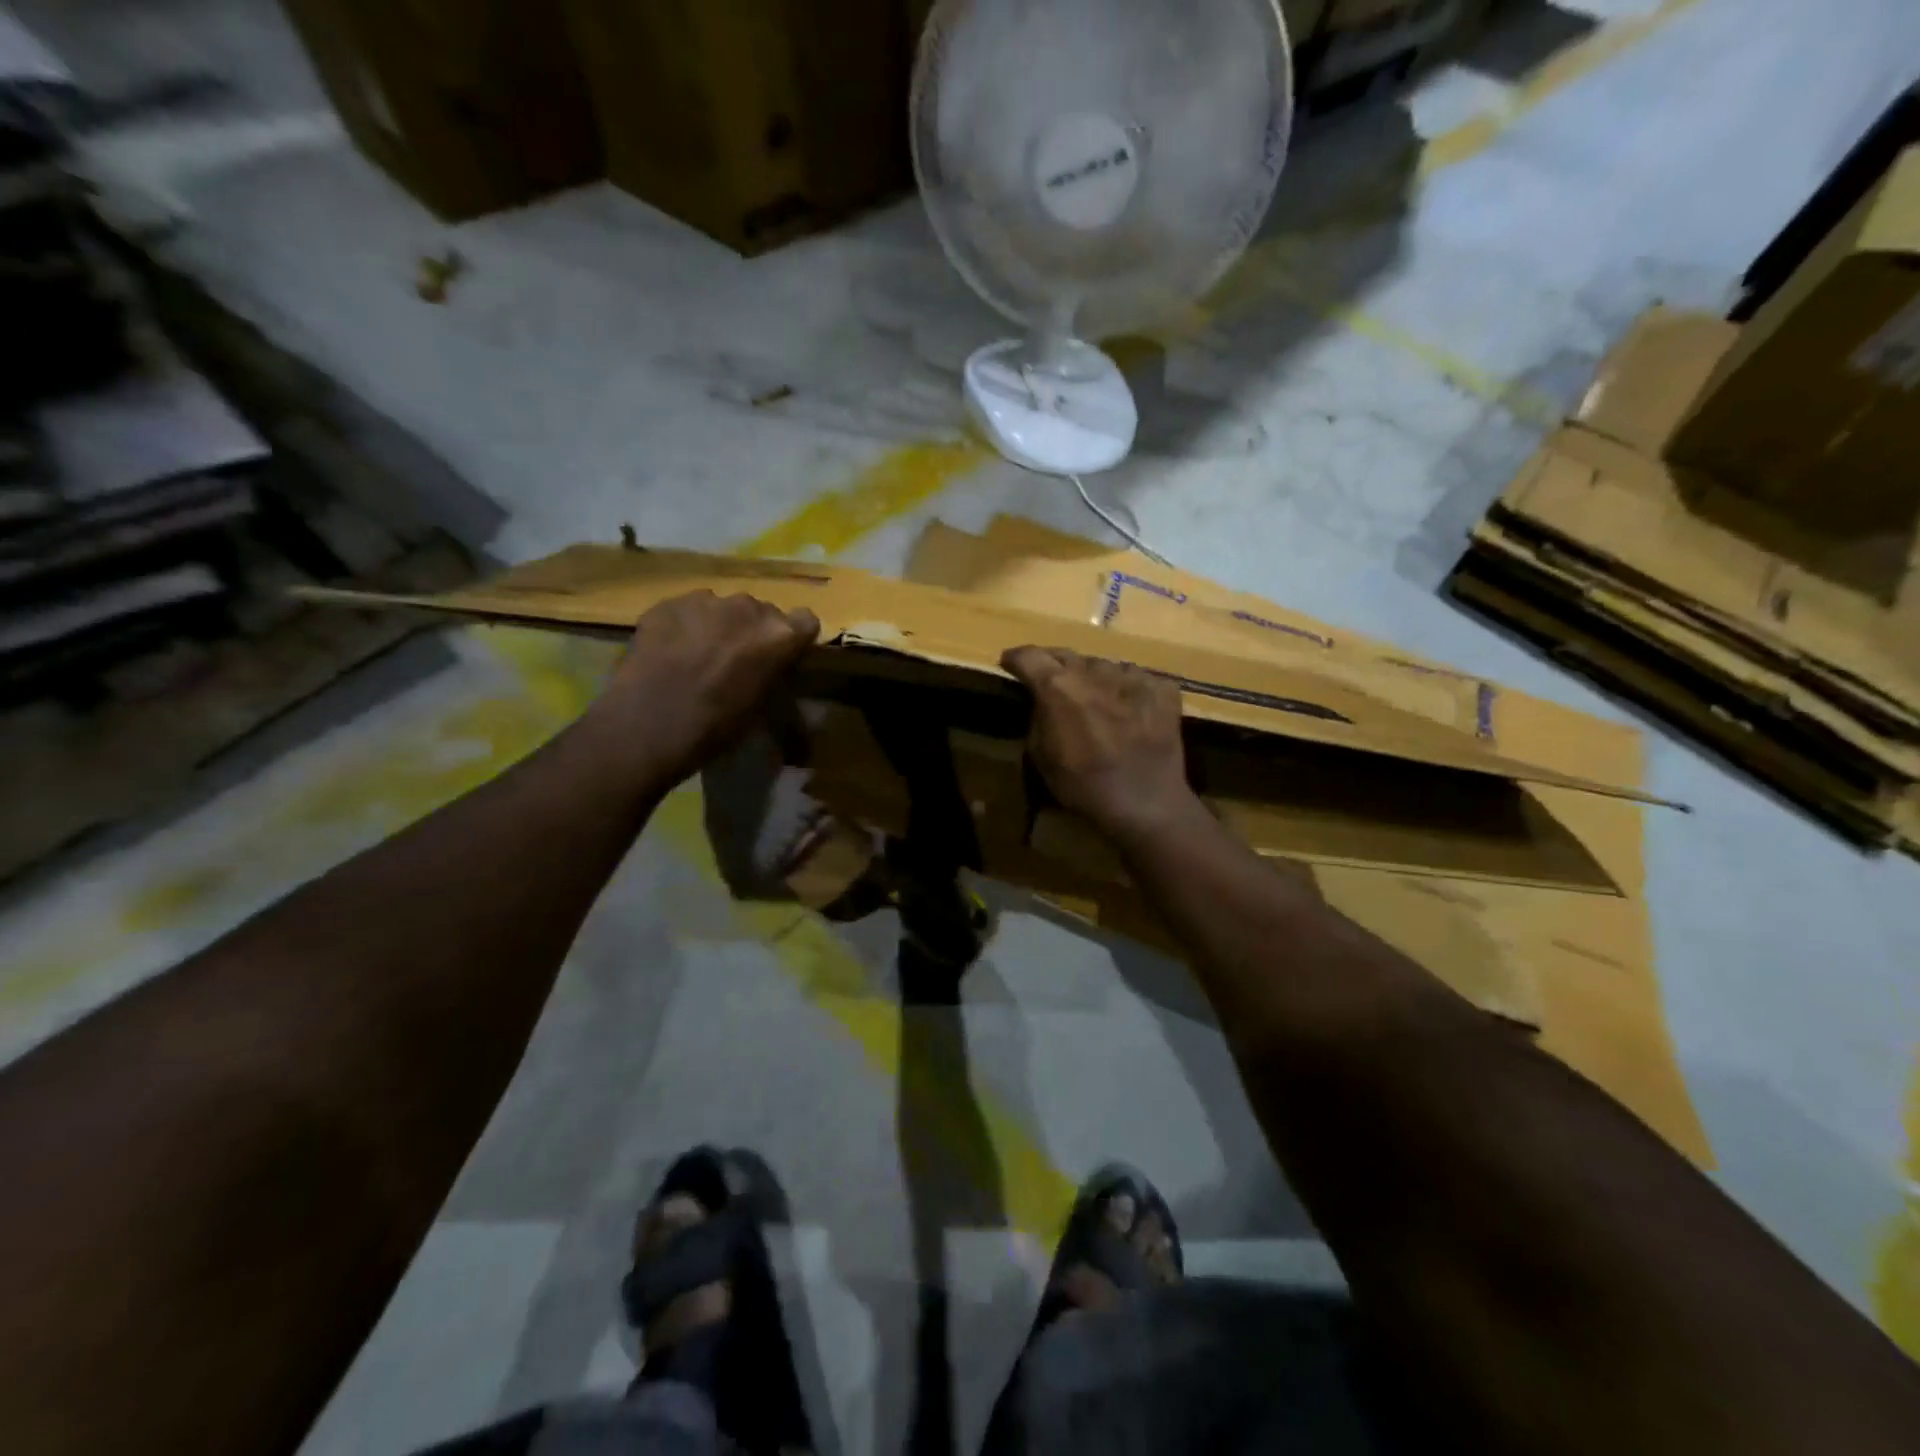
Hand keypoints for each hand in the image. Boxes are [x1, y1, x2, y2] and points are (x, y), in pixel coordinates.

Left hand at [593, 590, 819, 786]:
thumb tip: (781, 680)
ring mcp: (705, 600)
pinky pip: (688, 610)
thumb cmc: (716, 726)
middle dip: (754, 633)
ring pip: (723, 608)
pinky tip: (671, 654)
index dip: (795, 640)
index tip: (782, 659)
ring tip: (699, 658)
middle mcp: (747, 607)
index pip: (806, 621)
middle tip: (737, 663)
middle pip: (763, 612)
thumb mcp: (764, 711)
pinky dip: (686, 627)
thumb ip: (778, 683)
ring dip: (720, 627)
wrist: (648, 725)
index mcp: (779, 635)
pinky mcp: (668, 603)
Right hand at [1002, 646, 1201, 842]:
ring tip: (1093, 699)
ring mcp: (1132, 676)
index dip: (1015, 659)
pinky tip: (1128, 710)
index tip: (1010, 665)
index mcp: (1058, 686)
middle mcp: (1093, 670)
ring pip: (1102, 666)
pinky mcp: (1162, 688)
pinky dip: (1126, 690)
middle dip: (1052, 665)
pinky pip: (1136, 678)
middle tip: (1050, 683)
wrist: (1145, 802)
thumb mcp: (1041, 756)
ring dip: (1091, 678)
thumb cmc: (1083, 786)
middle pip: (1066, 655)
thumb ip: (1037, 718)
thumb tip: (1042, 703)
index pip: (1029, 655)